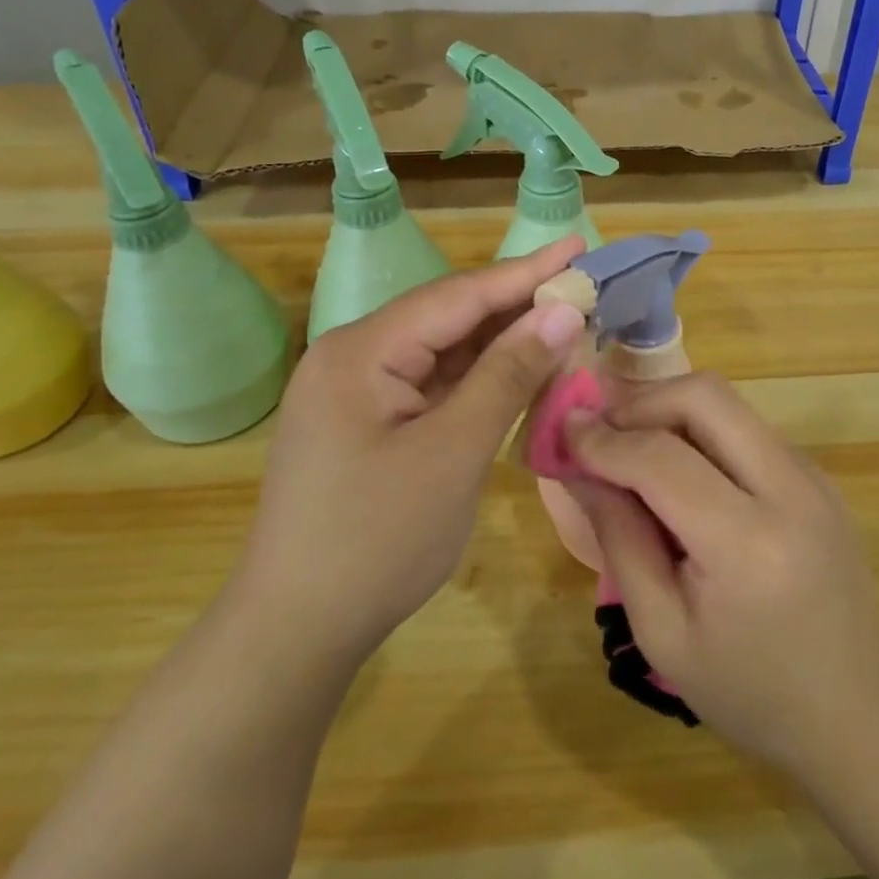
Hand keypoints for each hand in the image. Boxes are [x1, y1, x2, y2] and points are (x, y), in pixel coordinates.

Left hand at [244, 238, 588, 667]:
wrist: (297, 632)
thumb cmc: (376, 541)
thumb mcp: (454, 452)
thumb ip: (508, 375)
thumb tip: (562, 313)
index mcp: (362, 351)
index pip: (459, 297)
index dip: (526, 272)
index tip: (579, 246)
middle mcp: (355, 356)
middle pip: (451, 316)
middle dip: (518, 304)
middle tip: (582, 284)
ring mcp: (359, 390)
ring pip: (446, 350)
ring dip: (503, 341)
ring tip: (565, 320)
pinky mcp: (370, 420)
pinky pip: (435, 383)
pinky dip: (481, 377)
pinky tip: (522, 369)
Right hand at [566, 375, 878, 777]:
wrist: (854, 708)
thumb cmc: (747, 689)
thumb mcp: (662, 631)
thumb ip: (618, 537)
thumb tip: (578, 465)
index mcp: (749, 545)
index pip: (662, 459)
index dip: (604, 439)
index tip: (564, 432)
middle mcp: (790, 489)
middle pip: (705, 397)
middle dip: (642, 402)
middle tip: (602, 433)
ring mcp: (812, 474)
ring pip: (727, 404)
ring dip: (670, 412)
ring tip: (632, 450)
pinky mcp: (817, 473)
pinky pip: (746, 427)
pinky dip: (701, 431)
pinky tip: (681, 472)